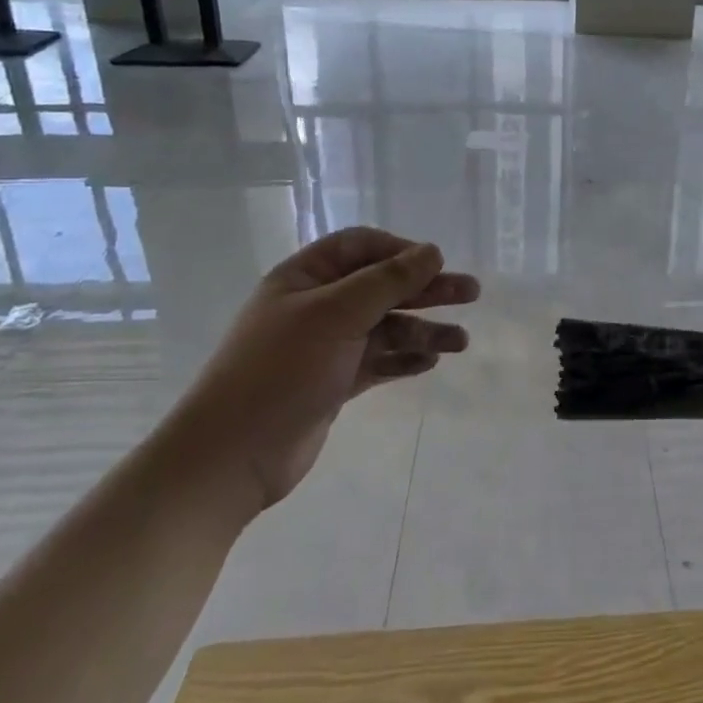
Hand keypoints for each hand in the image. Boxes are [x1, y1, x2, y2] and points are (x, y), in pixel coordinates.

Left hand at [167, 227, 479, 513]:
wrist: (231, 456)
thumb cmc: (281, 370)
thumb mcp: (336, 314)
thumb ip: (388, 281)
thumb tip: (432, 251)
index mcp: (305, 278)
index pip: (360, 246)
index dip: (400, 250)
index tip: (436, 263)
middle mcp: (316, 306)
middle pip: (381, 286)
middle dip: (426, 289)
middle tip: (471, 293)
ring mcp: (325, 346)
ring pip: (385, 327)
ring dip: (423, 329)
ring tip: (461, 342)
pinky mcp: (334, 382)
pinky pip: (378, 361)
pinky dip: (404, 359)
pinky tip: (430, 362)